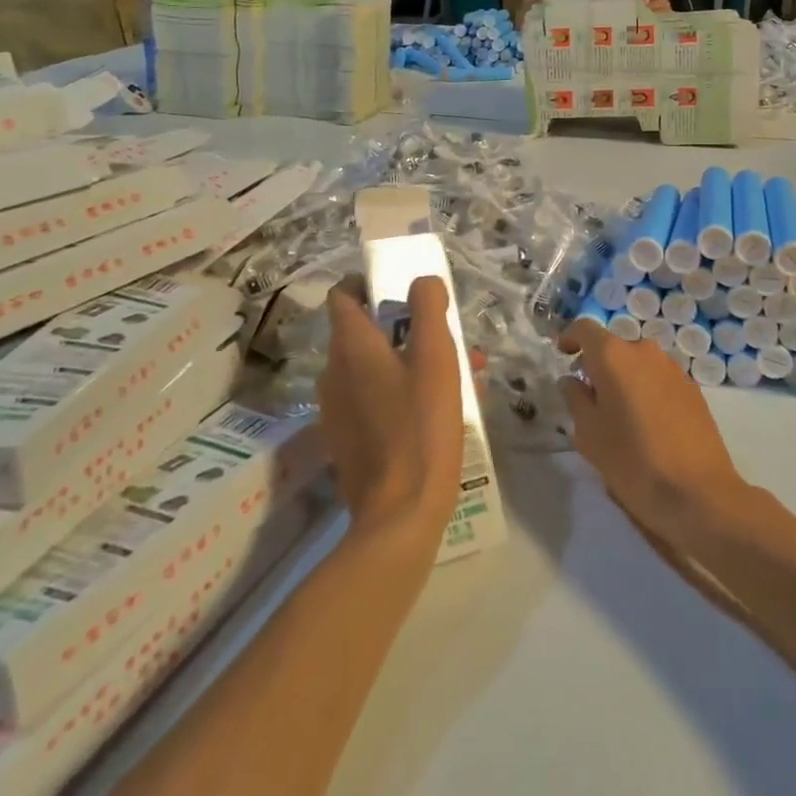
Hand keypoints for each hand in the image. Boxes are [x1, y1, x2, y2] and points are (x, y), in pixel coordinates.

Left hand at [322, 278, 461, 553]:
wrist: (399, 514)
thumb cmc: (420, 424)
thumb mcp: (436, 356)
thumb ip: (428, 307)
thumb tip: (422, 281)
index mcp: (350, 346)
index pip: (343, 295)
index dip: (368, 283)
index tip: (400, 288)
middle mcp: (333, 373)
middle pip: (366, 333)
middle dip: (408, 328)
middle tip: (449, 340)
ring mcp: (336, 410)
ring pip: (375, 368)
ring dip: (412, 362)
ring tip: (461, 378)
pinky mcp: (347, 441)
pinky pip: (374, 400)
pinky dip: (402, 393)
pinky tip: (440, 412)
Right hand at [558, 320, 748, 549]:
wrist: (698, 493)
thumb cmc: (633, 461)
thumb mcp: (589, 434)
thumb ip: (575, 399)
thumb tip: (572, 381)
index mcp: (614, 356)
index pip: (585, 328)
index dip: (570, 337)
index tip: (563, 354)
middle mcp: (645, 351)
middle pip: (614, 347)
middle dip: (599, 365)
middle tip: (590, 397)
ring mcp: (673, 368)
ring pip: (639, 363)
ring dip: (625, 378)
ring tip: (620, 414)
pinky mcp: (693, 389)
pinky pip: (659, 378)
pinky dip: (647, 390)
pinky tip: (648, 424)